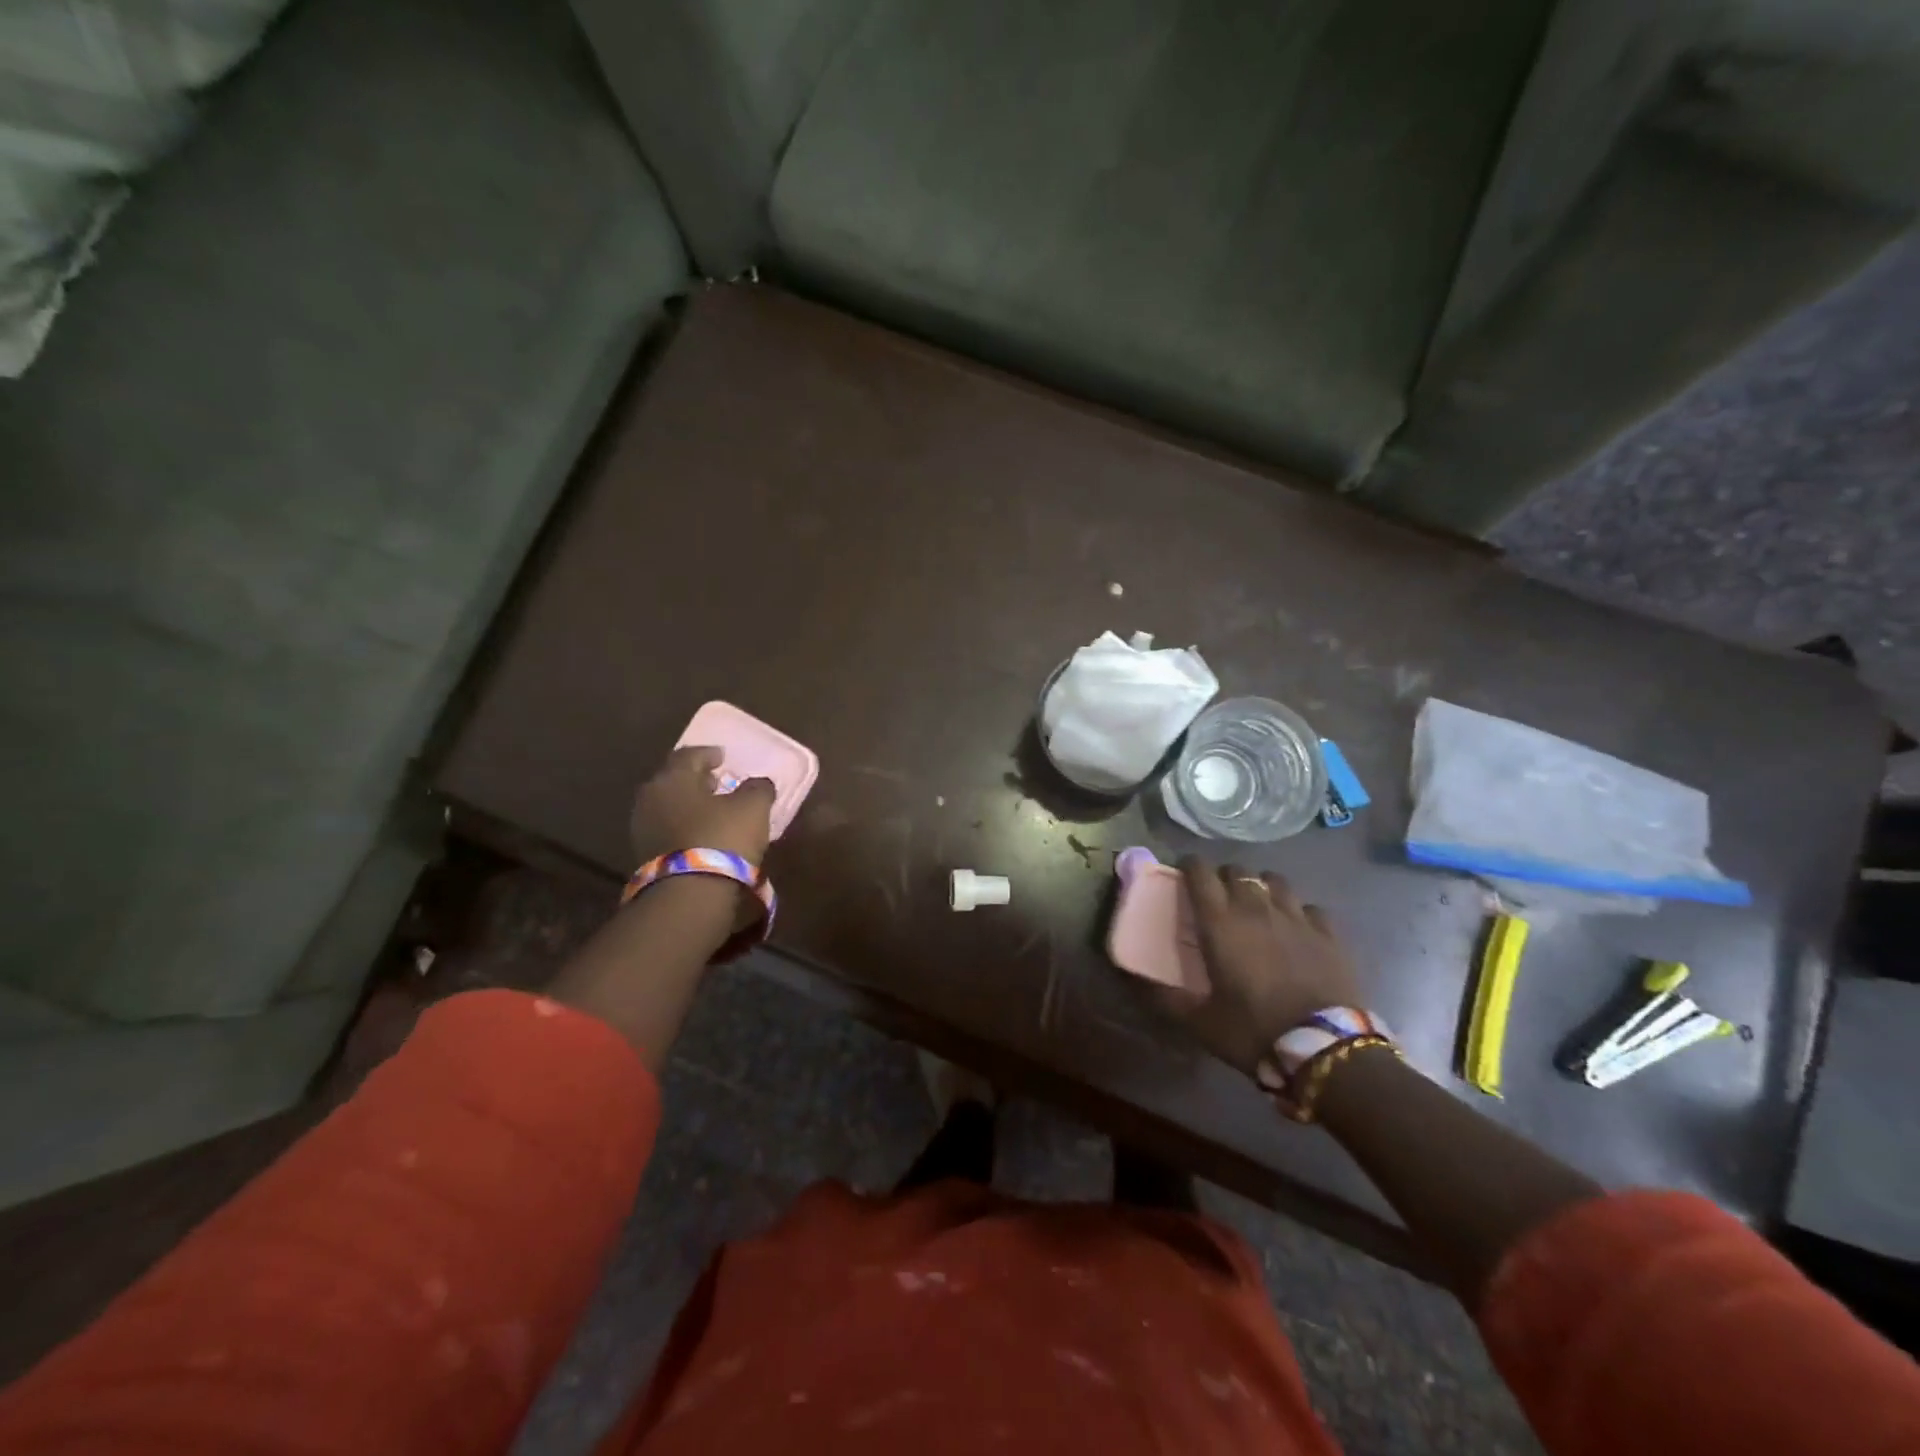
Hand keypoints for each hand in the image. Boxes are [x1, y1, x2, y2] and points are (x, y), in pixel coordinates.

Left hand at [629, 746, 775, 865]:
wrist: (690, 894)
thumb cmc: (722, 837)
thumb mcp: (753, 807)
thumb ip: (758, 788)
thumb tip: (759, 783)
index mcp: (672, 778)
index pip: (689, 755)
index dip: (709, 754)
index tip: (722, 756)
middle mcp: (650, 798)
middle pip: (674, 781)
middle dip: (696, 780)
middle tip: (716, 781)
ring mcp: (643, 829)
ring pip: (669, 807)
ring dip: (690, 805)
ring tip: (713, 810)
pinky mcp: (645, 856)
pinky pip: (668, 830)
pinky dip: (685, 826)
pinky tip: (703, 833)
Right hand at [1163, 858, 1364, 1077]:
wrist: (1324, 1049)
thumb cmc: (1253, 1030)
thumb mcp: (1199, 1022)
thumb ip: (1166, 998)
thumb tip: (1135, 984)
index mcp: (1219, 922)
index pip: (1199, 872)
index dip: (1189, 866)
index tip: (1183, 874)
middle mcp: (1255, 908)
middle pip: (1237, 871)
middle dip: (1223, 877)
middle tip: (1219, 896)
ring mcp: (1295, 917)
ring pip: (1275, 880)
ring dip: (1262, 886)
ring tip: (1258, 904)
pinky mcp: (1328, 933)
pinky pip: (1309, 907)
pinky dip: (1299, 911)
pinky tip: (1297, 927)